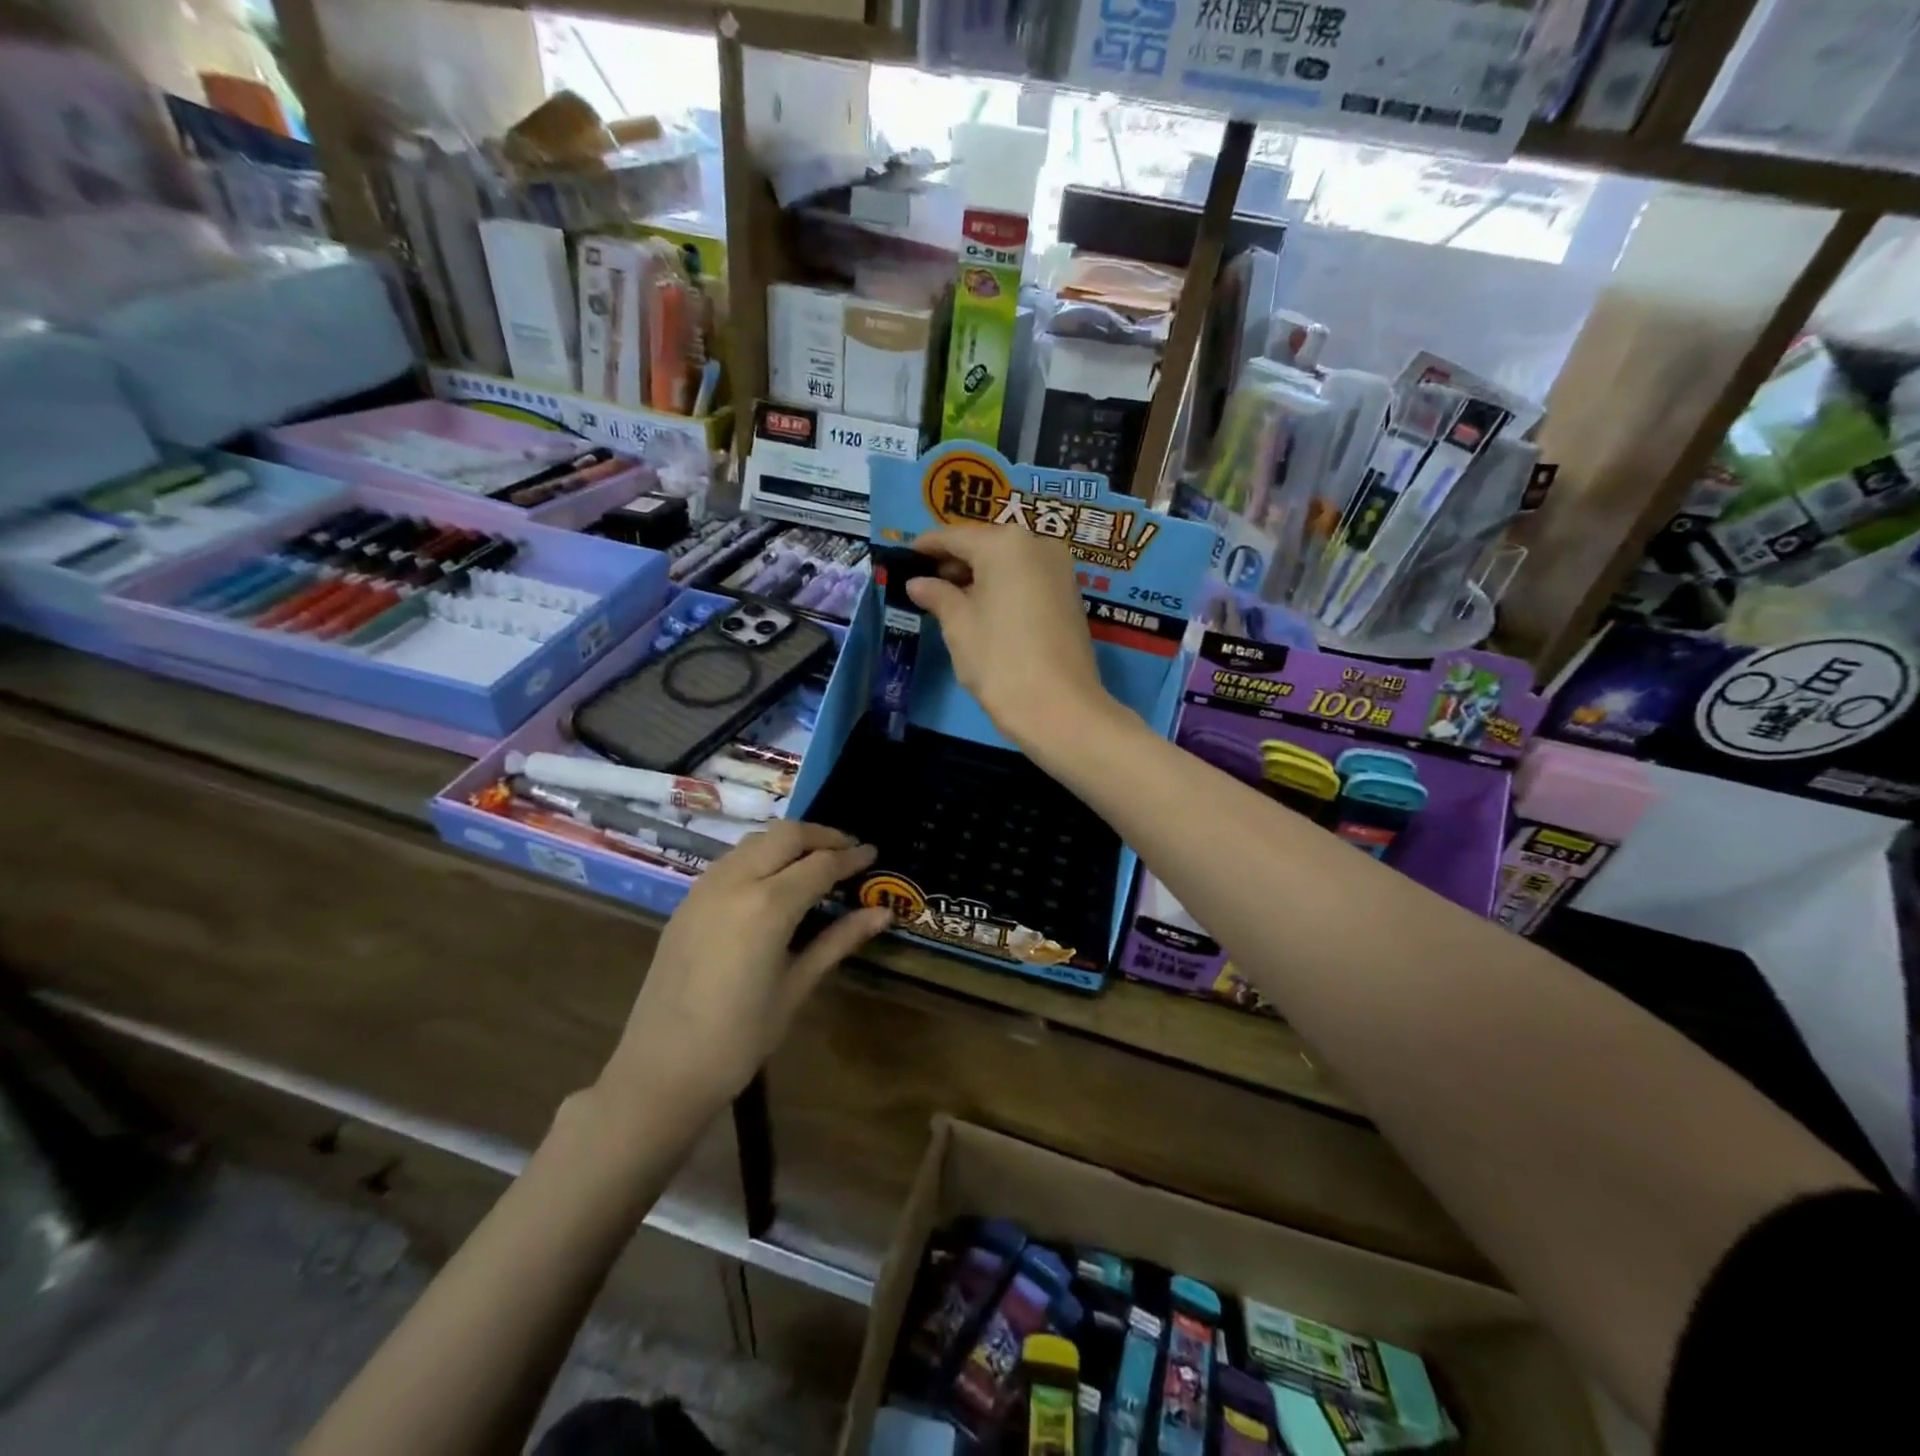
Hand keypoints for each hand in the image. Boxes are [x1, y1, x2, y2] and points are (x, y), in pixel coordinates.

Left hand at [598, 823, 890, 1119]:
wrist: (661, 1070)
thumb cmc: (739, 1038)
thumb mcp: (796, 987)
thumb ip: (838, 940)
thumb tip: (883, 913)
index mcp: (768, 905)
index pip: (820, 864)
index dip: (851, 857)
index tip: (873, 853)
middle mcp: (735, 882)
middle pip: (786, 835)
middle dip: (822, 835)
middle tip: (848, 850)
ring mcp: (705, 888)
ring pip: (755, 841)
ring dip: (789, 842)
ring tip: (815, 862)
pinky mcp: (687, 901)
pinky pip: (731, 860)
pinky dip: (760, 856)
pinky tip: (773, 882)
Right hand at [906, 525, 1117, 750]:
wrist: (1059, 708)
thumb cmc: (1000, 660)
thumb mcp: (959, 626)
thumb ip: (937, 596)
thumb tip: (918, 583)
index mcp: (1005, 543)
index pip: (955, 537)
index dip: (927, 547)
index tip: (905, 557)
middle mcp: (1038, 544)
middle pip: (985, 546)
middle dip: (955, 562)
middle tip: (925, 584)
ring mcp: (1060, 569)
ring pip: (1008, 563)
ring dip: (979, 576)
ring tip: (950, 601)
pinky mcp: (1070, 595)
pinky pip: (1027, 580)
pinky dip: (1003, 588)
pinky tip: (983, 610)